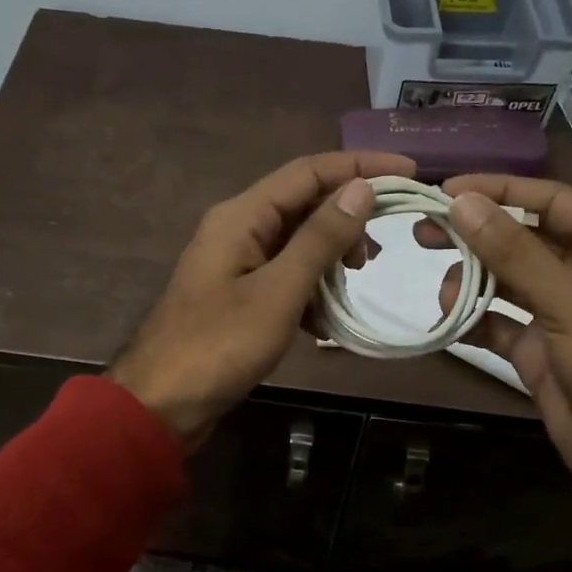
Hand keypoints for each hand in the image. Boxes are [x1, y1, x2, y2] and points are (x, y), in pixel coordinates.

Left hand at [110, 151, 413, 447]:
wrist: (162, 404)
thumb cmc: (220, 345)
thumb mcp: (279, 291)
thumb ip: (320, 239)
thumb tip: (362, 189)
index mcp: (241, 216)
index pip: (309, 171)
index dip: (360, 167)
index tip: (409, 172)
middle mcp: (238, 229)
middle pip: (303, 204)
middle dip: (346, 221)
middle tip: (377, 256)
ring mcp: (236, 264)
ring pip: (297, 244)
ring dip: (330, 260)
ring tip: (355, 286)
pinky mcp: (239, 296)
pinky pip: (285, 278)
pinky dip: (311, 291)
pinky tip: (324, 322)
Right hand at [414, 175, 571, 512]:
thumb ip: (514, 253)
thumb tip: (462, 203)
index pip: (552, 201)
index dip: (500, 191)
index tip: (446, 191)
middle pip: (525, 238)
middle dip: (478, 235)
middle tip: (424, 231)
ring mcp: (562, 314)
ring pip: (508, 280)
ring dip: (472, 280)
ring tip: (440, 288)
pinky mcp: (540, 351)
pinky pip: (499, 322)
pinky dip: (474, 319)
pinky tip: (447, 319)